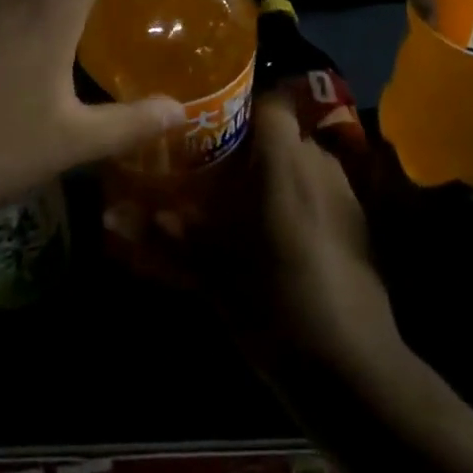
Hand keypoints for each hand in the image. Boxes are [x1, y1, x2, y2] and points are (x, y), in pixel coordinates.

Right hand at [110, 85, 400, 369]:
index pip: (274, 102)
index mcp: (285, 165)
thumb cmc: (275, 306)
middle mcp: (320, 168)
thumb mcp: (211, 274)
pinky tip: (281, 237)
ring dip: (279, 174)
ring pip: (306, 163)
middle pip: (287, 134)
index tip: (214, 127)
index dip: (246, 106)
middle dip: (254, 147)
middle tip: (218, 170)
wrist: (353, 370)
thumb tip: (111, 215)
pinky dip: (302, 200)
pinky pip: (324, 192)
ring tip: (245, 204)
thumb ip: (164, 237)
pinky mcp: (361, 227)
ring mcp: (347, 197)